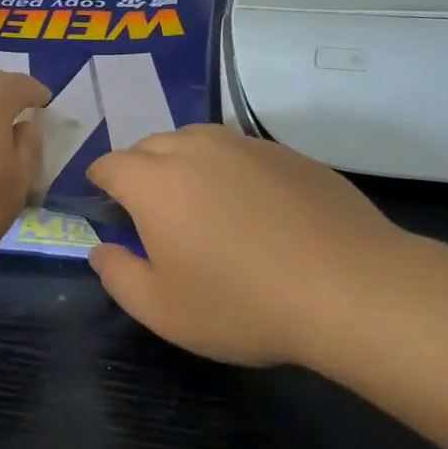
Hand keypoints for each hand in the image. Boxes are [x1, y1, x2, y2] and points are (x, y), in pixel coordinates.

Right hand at [85, 125, 408, 368]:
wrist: (347, 287)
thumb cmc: (242, 304)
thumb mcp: (163, 310)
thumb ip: (118, 276)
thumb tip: (101, 250)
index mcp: (155, 182)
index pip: (110, 164)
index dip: (99, 180)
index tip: (103, 200)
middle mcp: (196, 149)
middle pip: (150, 144)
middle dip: (139, 168)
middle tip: (149, 207)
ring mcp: (245, 145)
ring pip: (196, 139)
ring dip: (182, 160)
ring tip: (196, 198)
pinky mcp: (287, 153)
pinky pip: (239, 149)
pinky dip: (227, 167)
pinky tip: (249, 203)